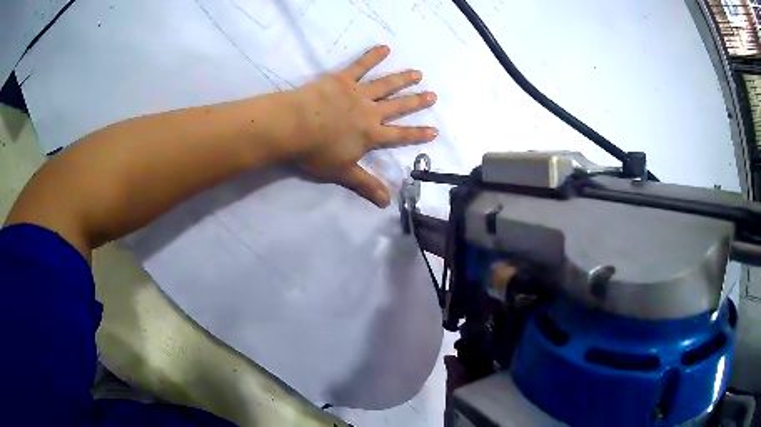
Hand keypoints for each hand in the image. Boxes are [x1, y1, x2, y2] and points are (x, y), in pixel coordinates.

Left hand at [289, 45, 437, 206]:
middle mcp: (370, 111)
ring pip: (386, 84)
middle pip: (398, 106)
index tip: (434, 130)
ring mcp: (358, 92)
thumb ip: (366, 184)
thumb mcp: (342, 172)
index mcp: (371, 134)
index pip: (400, 134)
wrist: (294, 126)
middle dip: (416, 101)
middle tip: (432, 95)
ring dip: (403, 79)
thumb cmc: (317, 151)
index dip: (418, 134)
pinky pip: (360, 65)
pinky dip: (373, 56)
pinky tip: (384, 47)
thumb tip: (387, 203)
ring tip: (417, 73)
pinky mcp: (343, 79)